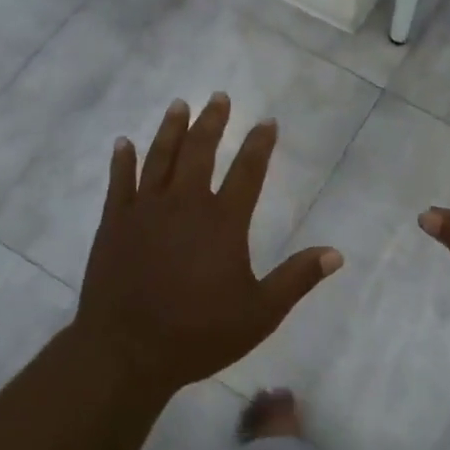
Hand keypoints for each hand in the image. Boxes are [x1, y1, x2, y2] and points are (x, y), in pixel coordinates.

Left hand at [73, 93, 342, 394]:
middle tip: (219, 96)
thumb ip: (297, 278)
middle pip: (200, 151)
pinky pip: (118, 182)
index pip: (248, 170)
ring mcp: (144, 211)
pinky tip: (124, 143)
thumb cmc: (198, 334)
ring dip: (171, 129)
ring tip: (179, 105)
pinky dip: (122, 161)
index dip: (260, 144)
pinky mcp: (113, 224)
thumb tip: (336, 254)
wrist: (126, 352)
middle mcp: (184, 204)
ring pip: (159, 157)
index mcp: (222, 222)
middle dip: (212, 122)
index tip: (267, 121)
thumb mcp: (260, 313)